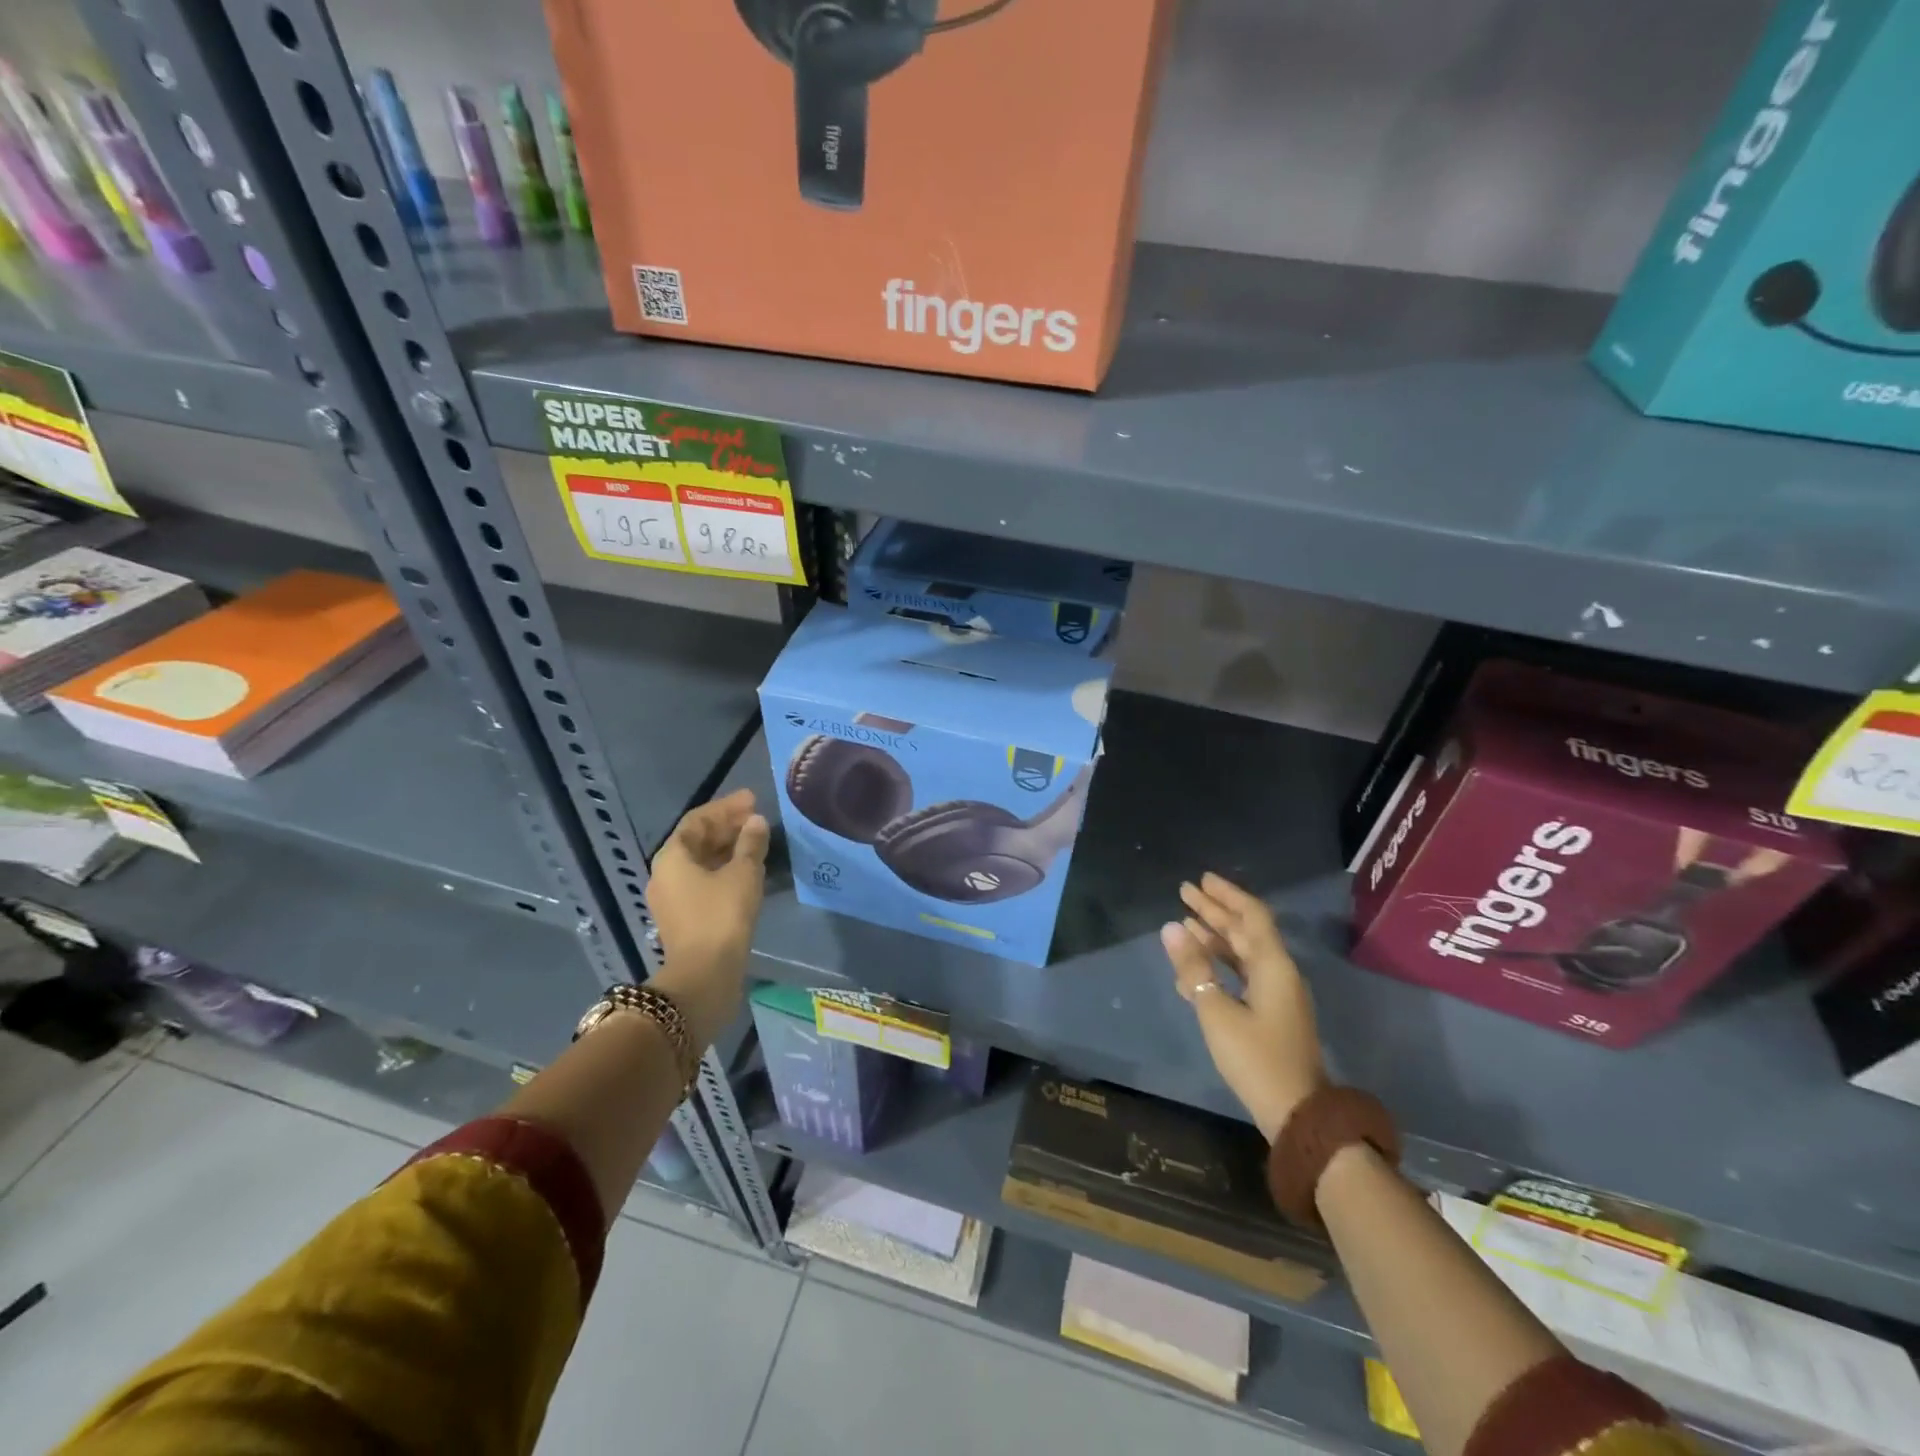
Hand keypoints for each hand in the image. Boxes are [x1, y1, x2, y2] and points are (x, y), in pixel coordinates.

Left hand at [645, 789, 769, 1042]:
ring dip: (727, 848)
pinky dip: (724, 869)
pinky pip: (704, 881)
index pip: (697, 820)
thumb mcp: (743, 873)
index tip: (752, 799)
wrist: (705, 974)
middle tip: (756, 817)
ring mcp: (672, 898)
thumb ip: (750, 843)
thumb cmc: (722, 915)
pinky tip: (747, 870)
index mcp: (672, 857)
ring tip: (755, 840)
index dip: (726, 807)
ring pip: (701, 862)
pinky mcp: (684, 917)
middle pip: (696, 840)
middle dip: (726, 826)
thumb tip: (755, 822)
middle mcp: (665, 874)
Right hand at [1161, 873, 1326, 1142]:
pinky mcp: (1270, 1014)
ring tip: (1185, 922)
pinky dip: (1219, 963)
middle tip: (1185, 892)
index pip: (1251, 916)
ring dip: (1216, 936)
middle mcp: (1278, 973)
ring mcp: (1276, 994)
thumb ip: (1194, 968)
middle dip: (1215, 911)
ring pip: (1243, 953)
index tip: (1201, 880)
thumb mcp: (1217, 1011)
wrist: (1297, 1112)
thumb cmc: (1256, 1058)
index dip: (1227, 895)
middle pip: (1246, 931)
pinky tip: (1195, 965)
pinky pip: (1242, 974)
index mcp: (1273, 966)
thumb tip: (1171, 927)